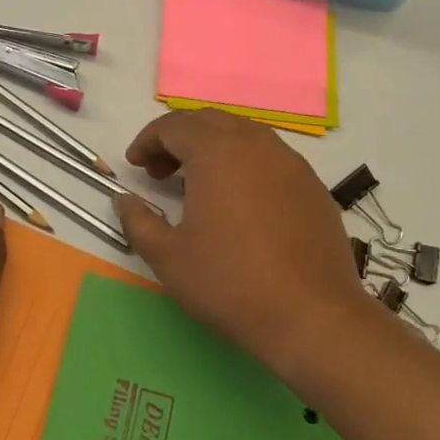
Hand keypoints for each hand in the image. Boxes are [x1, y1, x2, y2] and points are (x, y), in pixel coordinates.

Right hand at [112, 109, 369, 388]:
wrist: (315, 318)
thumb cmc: (232, 283)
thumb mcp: (169, 258)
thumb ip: (138, 222)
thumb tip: (124, 200)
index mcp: (216, 151)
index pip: (173, 126)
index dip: (148, 141)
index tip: (135, 164)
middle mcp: (254, 143)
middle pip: (208, 121)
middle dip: (178, 138)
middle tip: (161, 171)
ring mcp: (289, 162)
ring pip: (242, 134)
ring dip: (212, 147)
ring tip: (197, 184)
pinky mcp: (312, 185)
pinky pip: (268, 156)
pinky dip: (243, 163)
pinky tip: (238, 201)